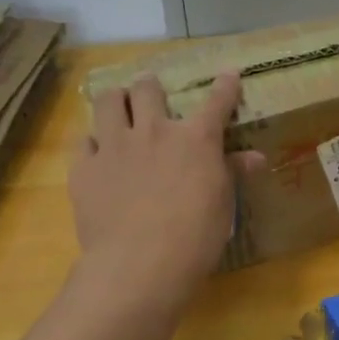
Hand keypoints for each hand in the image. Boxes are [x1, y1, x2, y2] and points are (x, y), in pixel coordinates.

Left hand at [70, 72, 261, 315]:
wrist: (139, 265)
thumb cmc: (195, 237)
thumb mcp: (223, 205)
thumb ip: (234, 173)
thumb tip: (255, 157)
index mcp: (196, 139)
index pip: (216, 101)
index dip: (225, 85)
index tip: (229, 74)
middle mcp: (154, 131)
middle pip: (148, 89)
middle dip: (150, 85)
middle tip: (151, 92)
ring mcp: (115, 146)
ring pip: (108, 101)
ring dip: (116, 100)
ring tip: (118, 106)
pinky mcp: (84, 168)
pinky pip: (83, 140)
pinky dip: (92, 142)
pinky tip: (97, 153)